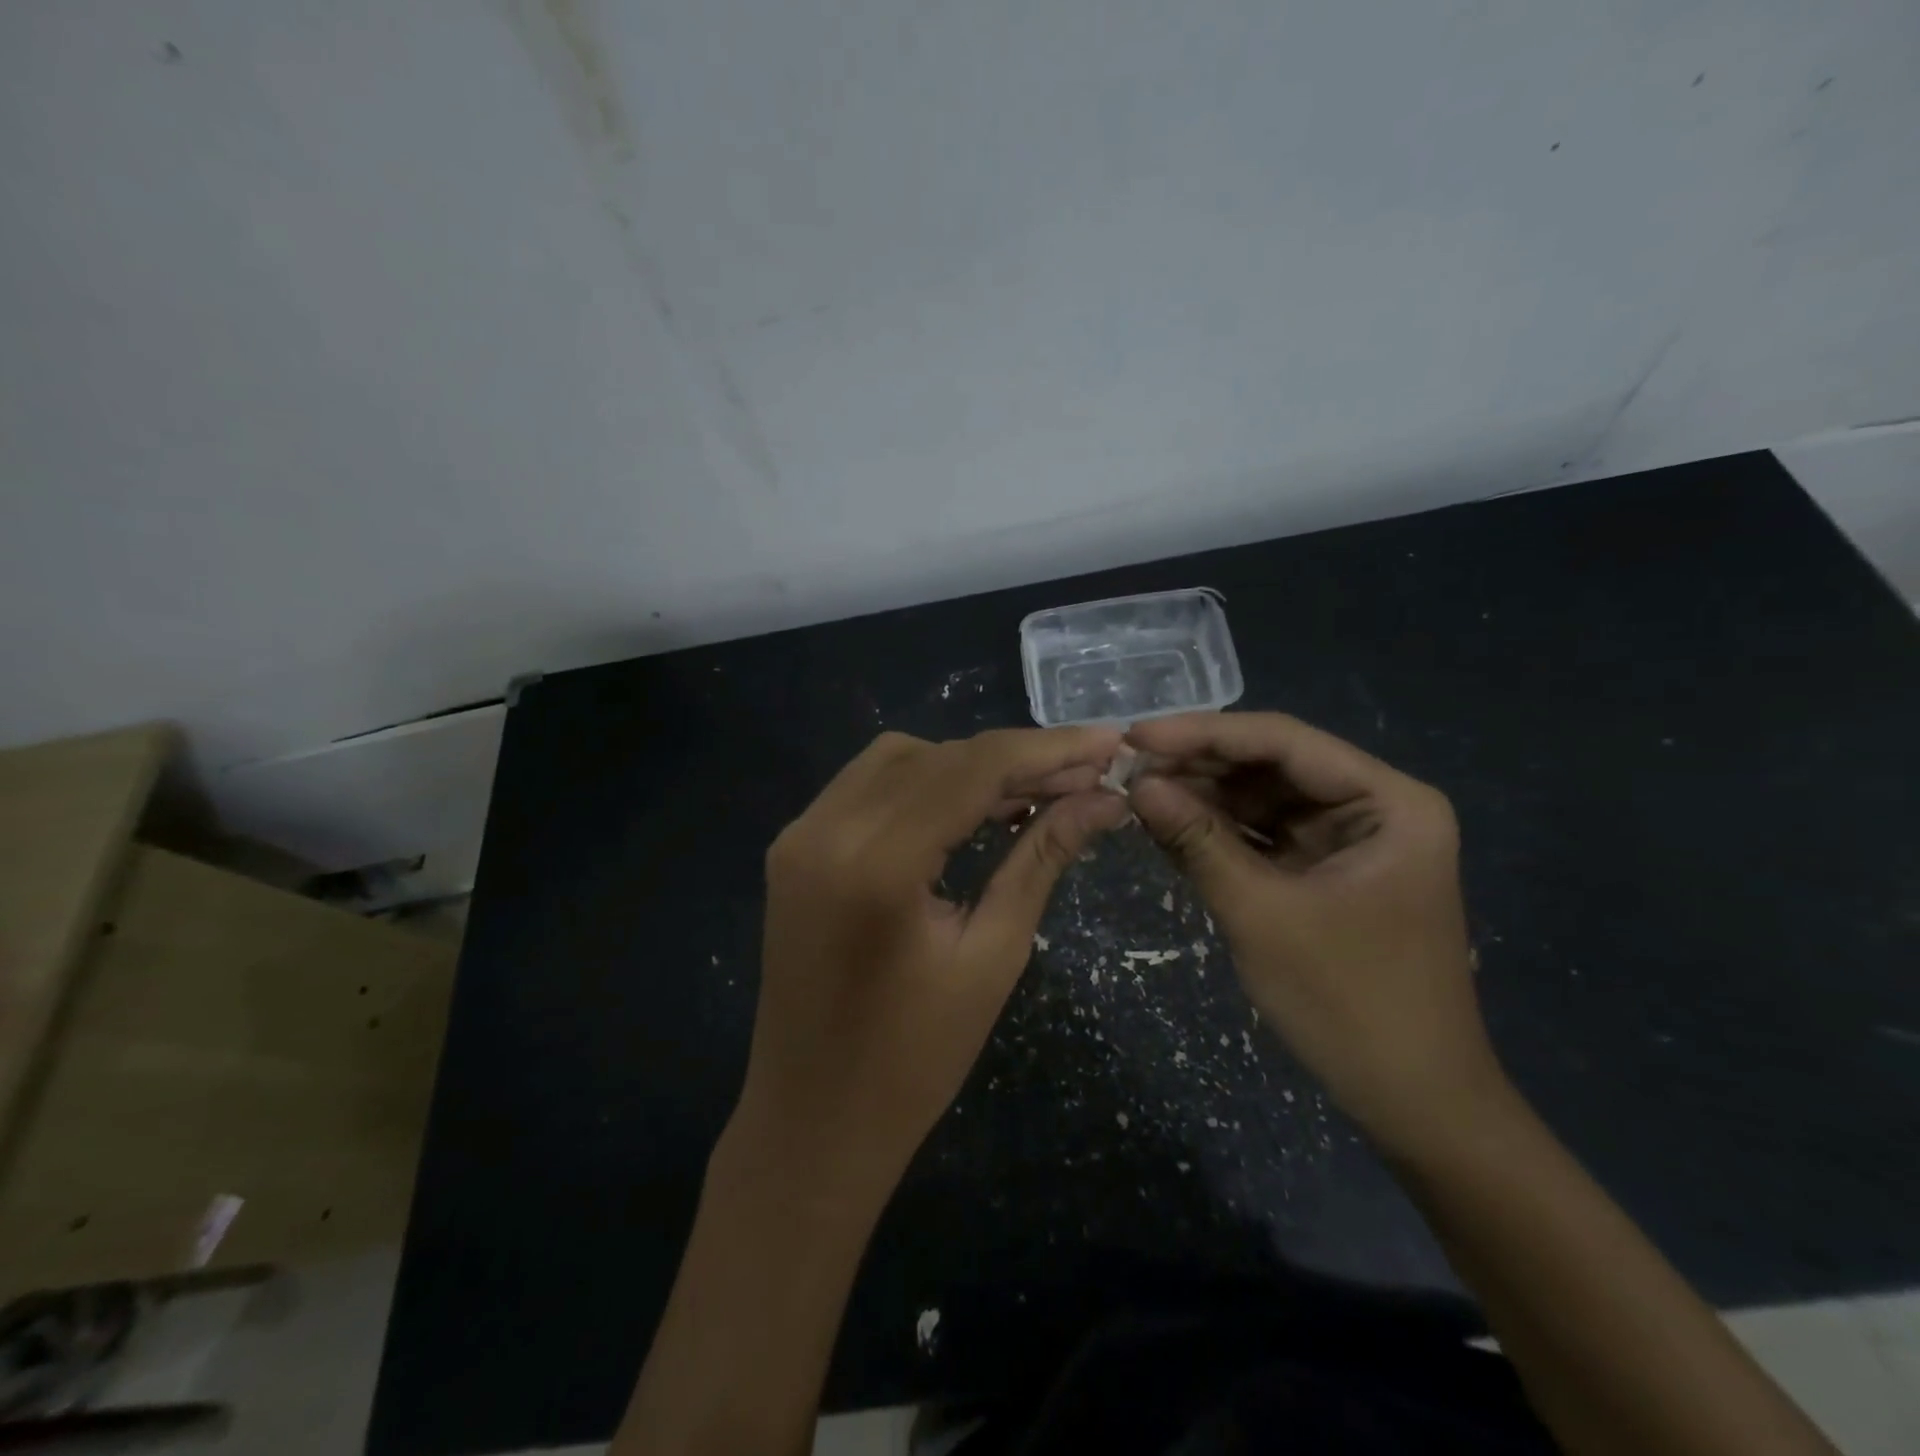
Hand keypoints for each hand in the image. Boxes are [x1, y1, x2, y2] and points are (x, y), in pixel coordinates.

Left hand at [733, 726, 1127, 1205]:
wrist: (811, 1123)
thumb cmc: (913, 1062)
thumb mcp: (993, 957)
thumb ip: (1041, 860)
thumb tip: (1102, 800)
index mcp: (877, 863)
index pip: (973, 768)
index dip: (1048, 748)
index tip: (1108, 742)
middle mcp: (825, 828)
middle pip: (937, 755)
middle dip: (1014, 758)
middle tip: (1082, 776)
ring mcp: (799, 834)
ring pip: (898, 759)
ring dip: (967, 766)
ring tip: (1033, 792)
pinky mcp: (794, 847)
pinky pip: (866, 787)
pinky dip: (923, 784)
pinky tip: (970, 807)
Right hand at [1125, 712, 1503, 1150]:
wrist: (1412, 1102)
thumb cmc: (1349, 1004)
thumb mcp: (1262, 914)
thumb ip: (1197, 841)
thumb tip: (1137, 783)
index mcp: (1389, 802)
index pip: (1283, 741)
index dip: (1203, 733)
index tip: (1135, 734)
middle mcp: (1374, 806)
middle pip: (1271, 764)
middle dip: (1198, 765)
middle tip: (1125, 765)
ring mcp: (1349, 839)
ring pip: (1261, 798)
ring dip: (1201, 796)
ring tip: (1134, 790)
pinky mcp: (1325, 869)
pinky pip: (1262, 834)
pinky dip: (1217, 831)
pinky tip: (1166, 823)